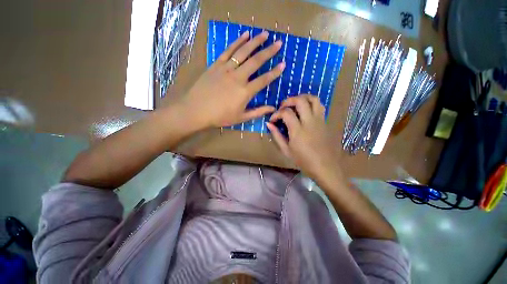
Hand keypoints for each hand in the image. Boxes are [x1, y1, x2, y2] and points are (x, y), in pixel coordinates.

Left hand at [176, 30, 284, 128]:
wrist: (196, 110)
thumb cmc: (220, 116)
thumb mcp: (241, 118)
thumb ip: (258, 112)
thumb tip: (272, 109)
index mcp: (245, 92)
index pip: (263, 80)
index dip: (274, 72)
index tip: (283, 64)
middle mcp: (238, 77)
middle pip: (256, 61)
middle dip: (269, 52)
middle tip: (278, 43)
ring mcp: (226, 69)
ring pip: (243, 52)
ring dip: (255, 42)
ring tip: (264, 34)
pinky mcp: (216, 65)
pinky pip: (228, 51)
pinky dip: (237, 42)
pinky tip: (245, 35)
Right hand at [266, 95, 339, 178]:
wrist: (324, 167)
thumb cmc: (303, 161)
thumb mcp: (286, 150)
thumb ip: (277, 136)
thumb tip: (269, 124)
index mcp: (298, 131)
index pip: (286, 113)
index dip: (277, 113)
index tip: (273, 119)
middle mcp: (309, 122)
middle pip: (300, 101)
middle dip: (289, 100)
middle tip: (282, 107)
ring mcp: (319, 120)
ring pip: (313, 99)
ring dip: (302, 97)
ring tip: (294, 103)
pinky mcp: (325, 122)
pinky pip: (320, 106)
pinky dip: (311, 103)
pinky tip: (305, 110)